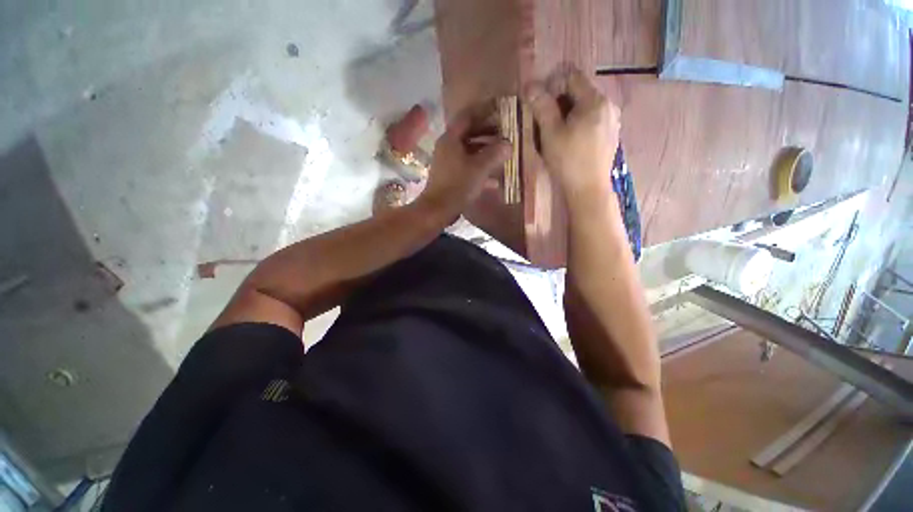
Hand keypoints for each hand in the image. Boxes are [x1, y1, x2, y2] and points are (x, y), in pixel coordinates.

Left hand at [418, 108, 510, 220]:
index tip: (500, 109)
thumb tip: (508, 143)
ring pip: (470, 152)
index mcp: (451, 139)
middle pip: (469, 134)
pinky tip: (495, 180)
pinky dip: (480, 169)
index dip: (484, 111)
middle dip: (488, 132)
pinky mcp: (451, 177)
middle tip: (505, 133)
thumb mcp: (479, 168)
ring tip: (503, 154)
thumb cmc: (458, 185)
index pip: (468, 116)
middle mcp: (448, 147)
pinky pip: (468, 167)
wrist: (438, 210)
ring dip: (486, 152)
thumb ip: (495, 154)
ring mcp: (448, 163)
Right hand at [525, 68, 620, 206]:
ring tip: (555, 133)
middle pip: (579, 92)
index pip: (572, 77)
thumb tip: (530, 85)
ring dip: (568, 114)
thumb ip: (542, 107)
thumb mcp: (550, 133)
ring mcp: (612, 121)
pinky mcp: (611, 135)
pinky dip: (578, 124)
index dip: (552, 85)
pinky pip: (592, 120)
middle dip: (559, 102)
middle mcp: (609, 105)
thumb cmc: (568, 161)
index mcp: (595, 101)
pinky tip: (570, 142)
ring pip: (585, 107)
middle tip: (544, 122)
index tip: (539, 104)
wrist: (588, 190)